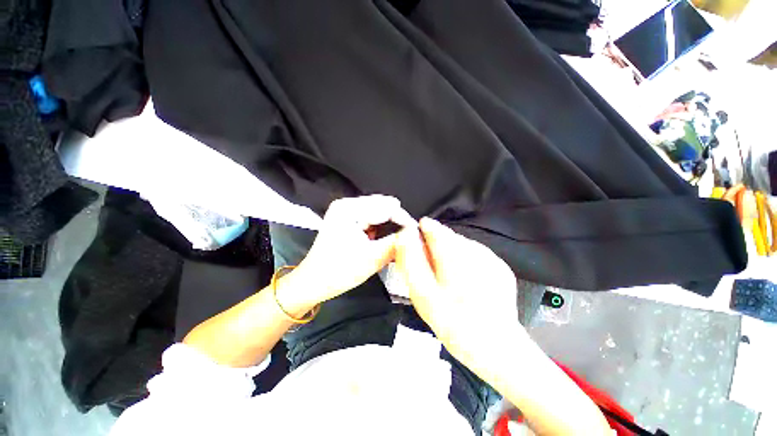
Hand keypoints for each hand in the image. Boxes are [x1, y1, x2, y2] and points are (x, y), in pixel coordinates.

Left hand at [277, 195, 414, 314]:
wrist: (313, 283)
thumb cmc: (338, 271)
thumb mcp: (372, 258)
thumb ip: (396, 243)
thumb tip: (414, 234)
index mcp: (349, 209)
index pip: (386, 207)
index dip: (404, 220)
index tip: (417, 233)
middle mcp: (347, 205)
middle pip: (382, 207)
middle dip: (397, 223)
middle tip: (409, 238)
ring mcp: (346, 211)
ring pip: (378, 213)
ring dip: (390, 226)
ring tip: (399, 240)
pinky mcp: (347, 219)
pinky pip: (371, 219)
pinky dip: (381, 228)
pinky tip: (386, 239)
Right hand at [395, 218, 524, 365]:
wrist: (496, 348)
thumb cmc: (454, 323)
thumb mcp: (423, 293)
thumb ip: (411, 261)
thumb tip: (404, 235)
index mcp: (453, 254)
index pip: (432, 227)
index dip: (420, 235)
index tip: (415, 250)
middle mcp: (474, 249)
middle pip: (446, 236)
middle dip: (434, 248)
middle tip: (431, 274)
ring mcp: (490, 257)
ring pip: (460, 245)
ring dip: (450, 256)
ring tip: (448, 281)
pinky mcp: (500, 266)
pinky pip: (475, 255)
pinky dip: (465, 263)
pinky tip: (466, 284)